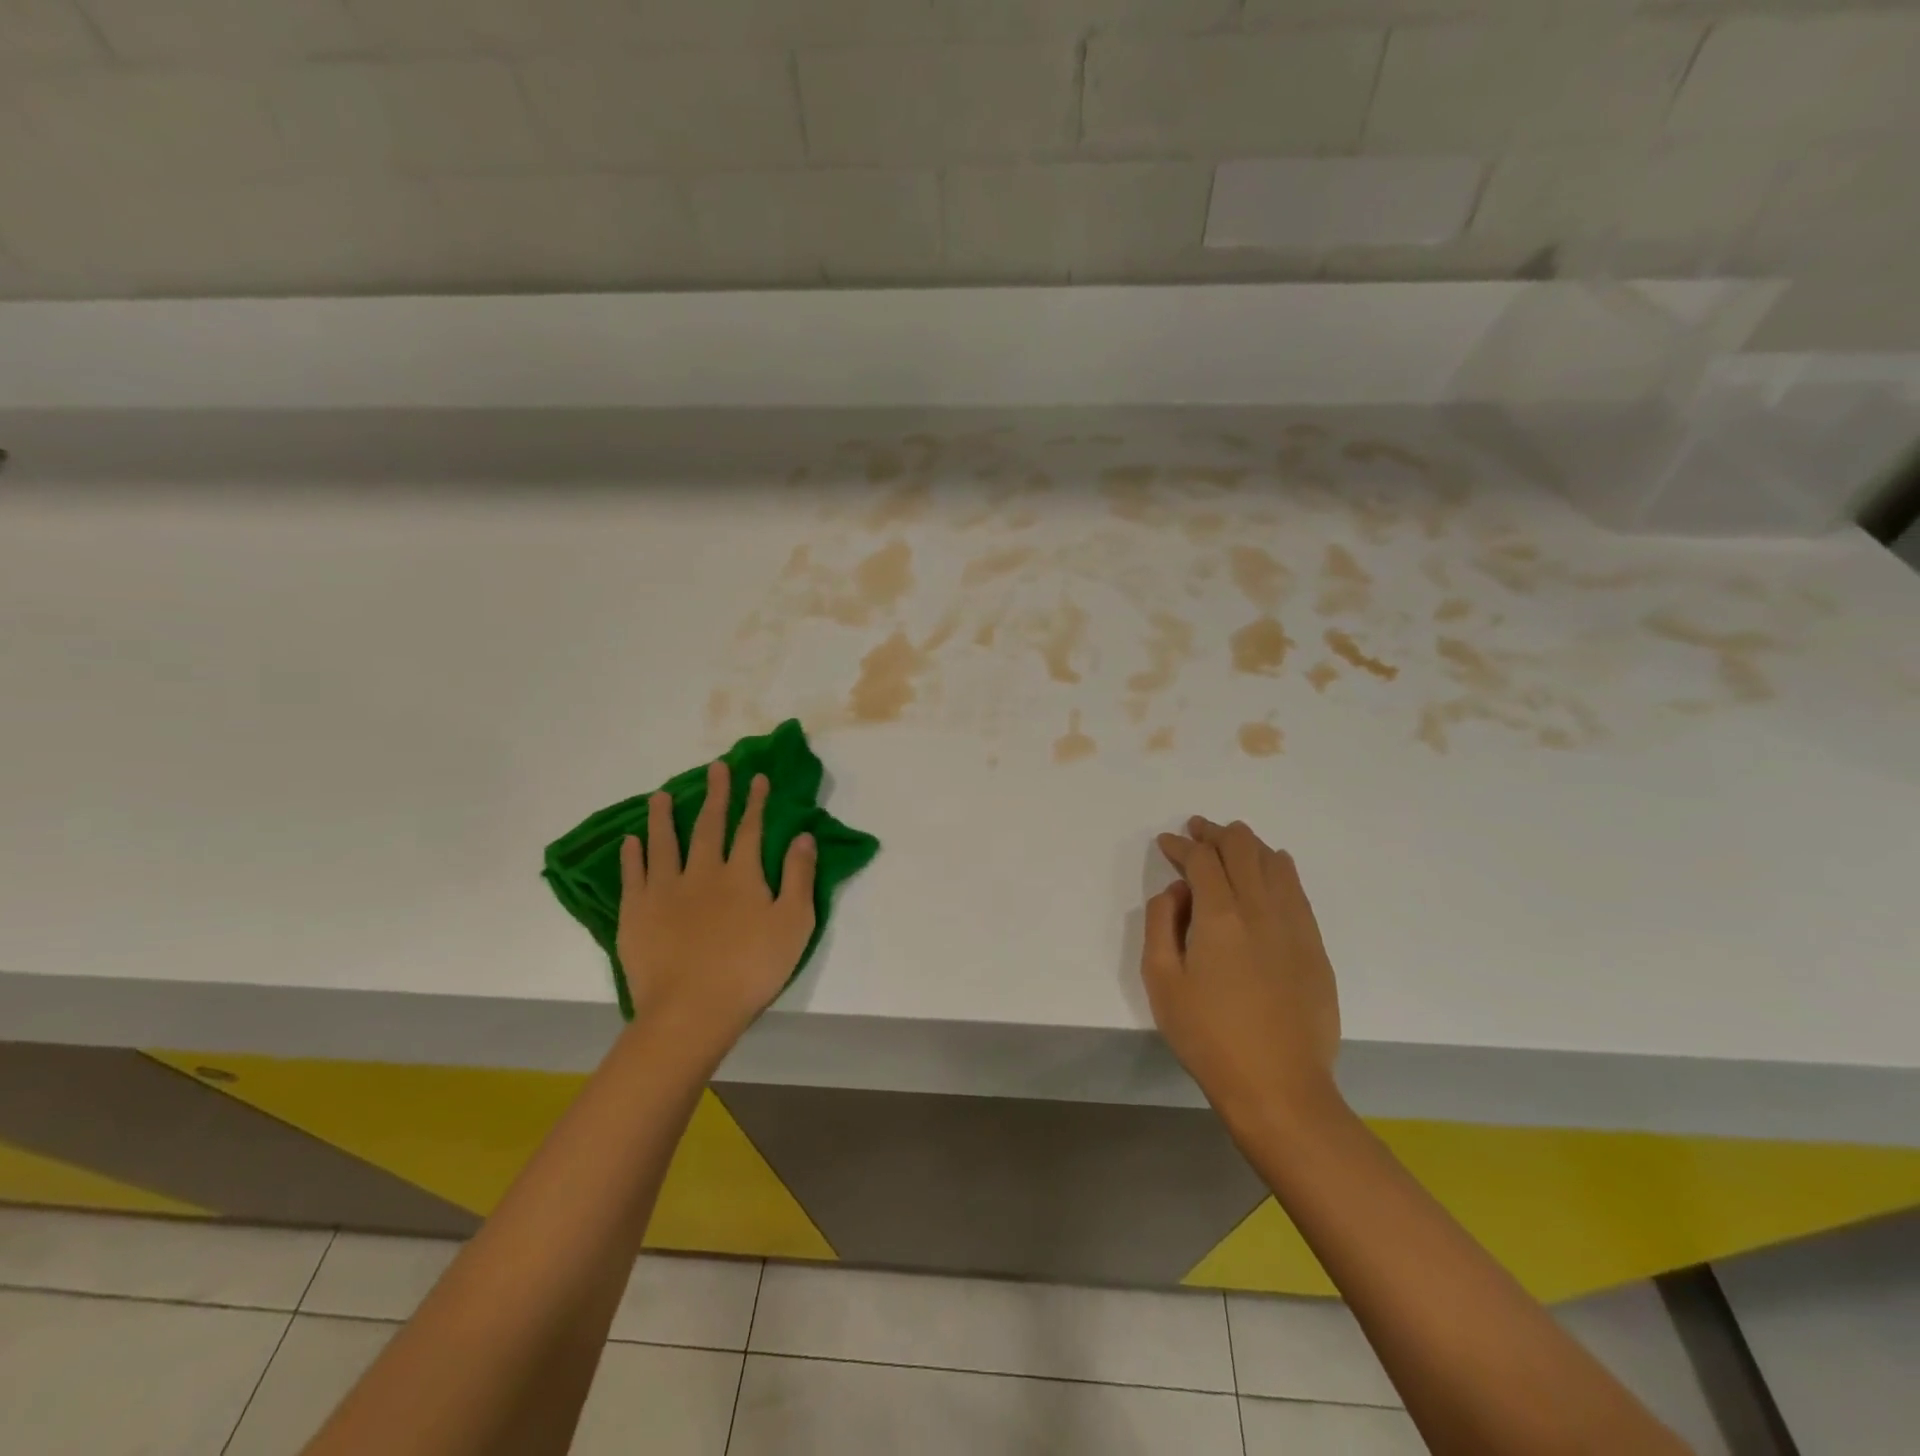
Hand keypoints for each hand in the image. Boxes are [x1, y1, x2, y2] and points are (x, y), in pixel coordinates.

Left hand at [617, 761, 817, 1052]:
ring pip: (664, 842)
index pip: (751, 828)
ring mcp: (664, 890)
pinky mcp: (636, 912)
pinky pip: (633, 874)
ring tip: (660, 794)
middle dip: (715, 795)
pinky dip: (633, 854)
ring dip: (664, 816)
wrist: (691, 1009)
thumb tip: (803, 835)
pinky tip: (631, 840)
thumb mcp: (794, 924)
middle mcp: (702, 871)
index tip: (756, 777)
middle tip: (716, 768)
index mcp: (742, 875)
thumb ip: (799, 876)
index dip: (755, 801)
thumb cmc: (751, 968)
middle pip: (708, 825)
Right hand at [1142, 817, 1342, 1127]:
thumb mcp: (1161, 981)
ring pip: (1274, 861)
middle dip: (1215, 833)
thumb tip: (1177, 890)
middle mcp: (1261, 908)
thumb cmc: (1209, 1036)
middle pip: (1242, 847)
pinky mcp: (1315, 944)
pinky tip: (1267, 871)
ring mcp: (1295, 925)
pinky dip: (1276, 868)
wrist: (1279, 1087)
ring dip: (1247, 845)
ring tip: (1228, 846)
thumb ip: (1161, 923)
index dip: (1181, 845)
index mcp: (1220, 916)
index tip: (1167, 843)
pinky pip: (1296, 888)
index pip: (1201, 859)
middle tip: (1195, 832)